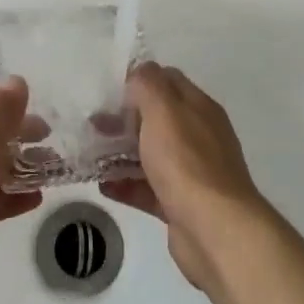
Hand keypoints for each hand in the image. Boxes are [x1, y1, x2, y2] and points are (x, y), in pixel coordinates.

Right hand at [102, 62, 268, 290]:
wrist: (214, 230)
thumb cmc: (186, 162)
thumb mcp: (164, 110)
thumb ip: (148, 84)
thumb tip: (139, 73)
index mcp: (199, 109)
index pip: (169, 81)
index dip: (140, 81)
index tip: (110, 91)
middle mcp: (199, 136)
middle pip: (158, 119)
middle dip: (125, 119)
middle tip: (93, 124)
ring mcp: (191, 173)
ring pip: (151, 154)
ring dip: (121, 152)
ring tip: (89, 154)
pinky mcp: (180, 204)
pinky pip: (148, 188)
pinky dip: (126, 185)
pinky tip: (102, 185)